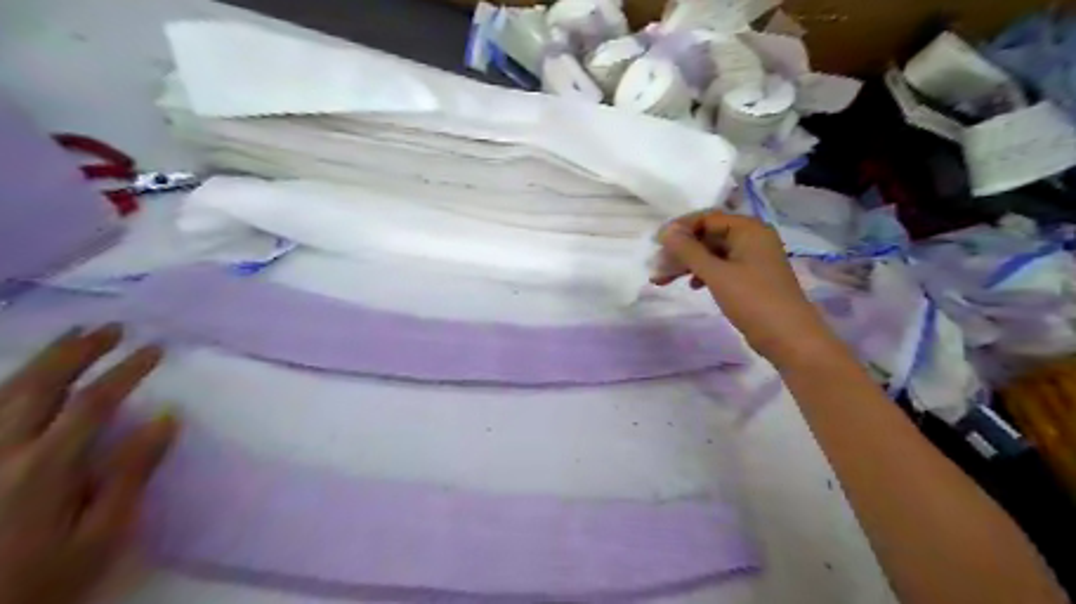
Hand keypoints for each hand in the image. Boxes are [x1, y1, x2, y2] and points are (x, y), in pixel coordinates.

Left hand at [0, 326, 176, 602]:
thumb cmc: (43, 578)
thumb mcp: (101, 535)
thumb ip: (130, 473)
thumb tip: (165, 418)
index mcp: (45, 468)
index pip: (92, 402)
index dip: (125, 370)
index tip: (155, 349)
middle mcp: (1, 452)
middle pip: (39, 386)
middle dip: (79, 351)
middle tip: (112, 327)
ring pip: (3, 393)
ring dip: (43, 360)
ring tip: (73, 336)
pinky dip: (7, 386)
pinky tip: (24, 377)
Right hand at [651, 210, 845, 365]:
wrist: (790, 339)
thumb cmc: (753, 301)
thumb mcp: (716, 274)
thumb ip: (689, 251)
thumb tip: (666, 231)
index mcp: (749, 229)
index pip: (707, 218)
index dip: (679, 228)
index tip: (656, 244)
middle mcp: (752, 238)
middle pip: (708, 236)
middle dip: (680, 251)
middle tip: (657, 267)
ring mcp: (752, 259)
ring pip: (712, 254)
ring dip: (687, 264)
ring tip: (663, 280)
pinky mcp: (751, 278)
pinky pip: (721, 267)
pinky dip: (703, 274)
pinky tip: (692, 286)